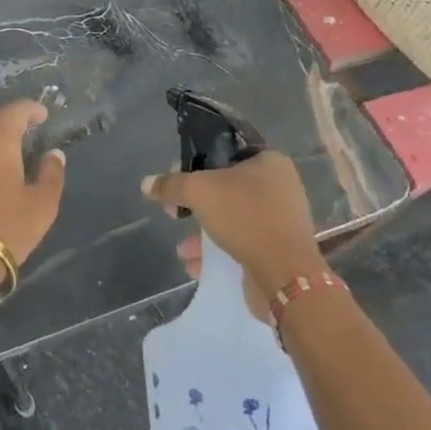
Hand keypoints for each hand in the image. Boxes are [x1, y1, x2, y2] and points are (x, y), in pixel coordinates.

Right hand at [143, 151, 330, 316]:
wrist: (284, 276)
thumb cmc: (245, 217)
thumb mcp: (199, 191)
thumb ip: (171, 185)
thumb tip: (146, 183)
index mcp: (270, 162)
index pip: (225, 153)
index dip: (196, 164)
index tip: (176, 180)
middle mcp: (279, 187)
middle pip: (226, 188)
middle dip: (195, 204)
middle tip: (174, 212)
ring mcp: (280, 220)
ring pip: (232, 218)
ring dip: (203, 232)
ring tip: (183, 248)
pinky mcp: (278, 250)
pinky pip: (241, 243)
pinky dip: (218, 251)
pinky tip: (196, 265)